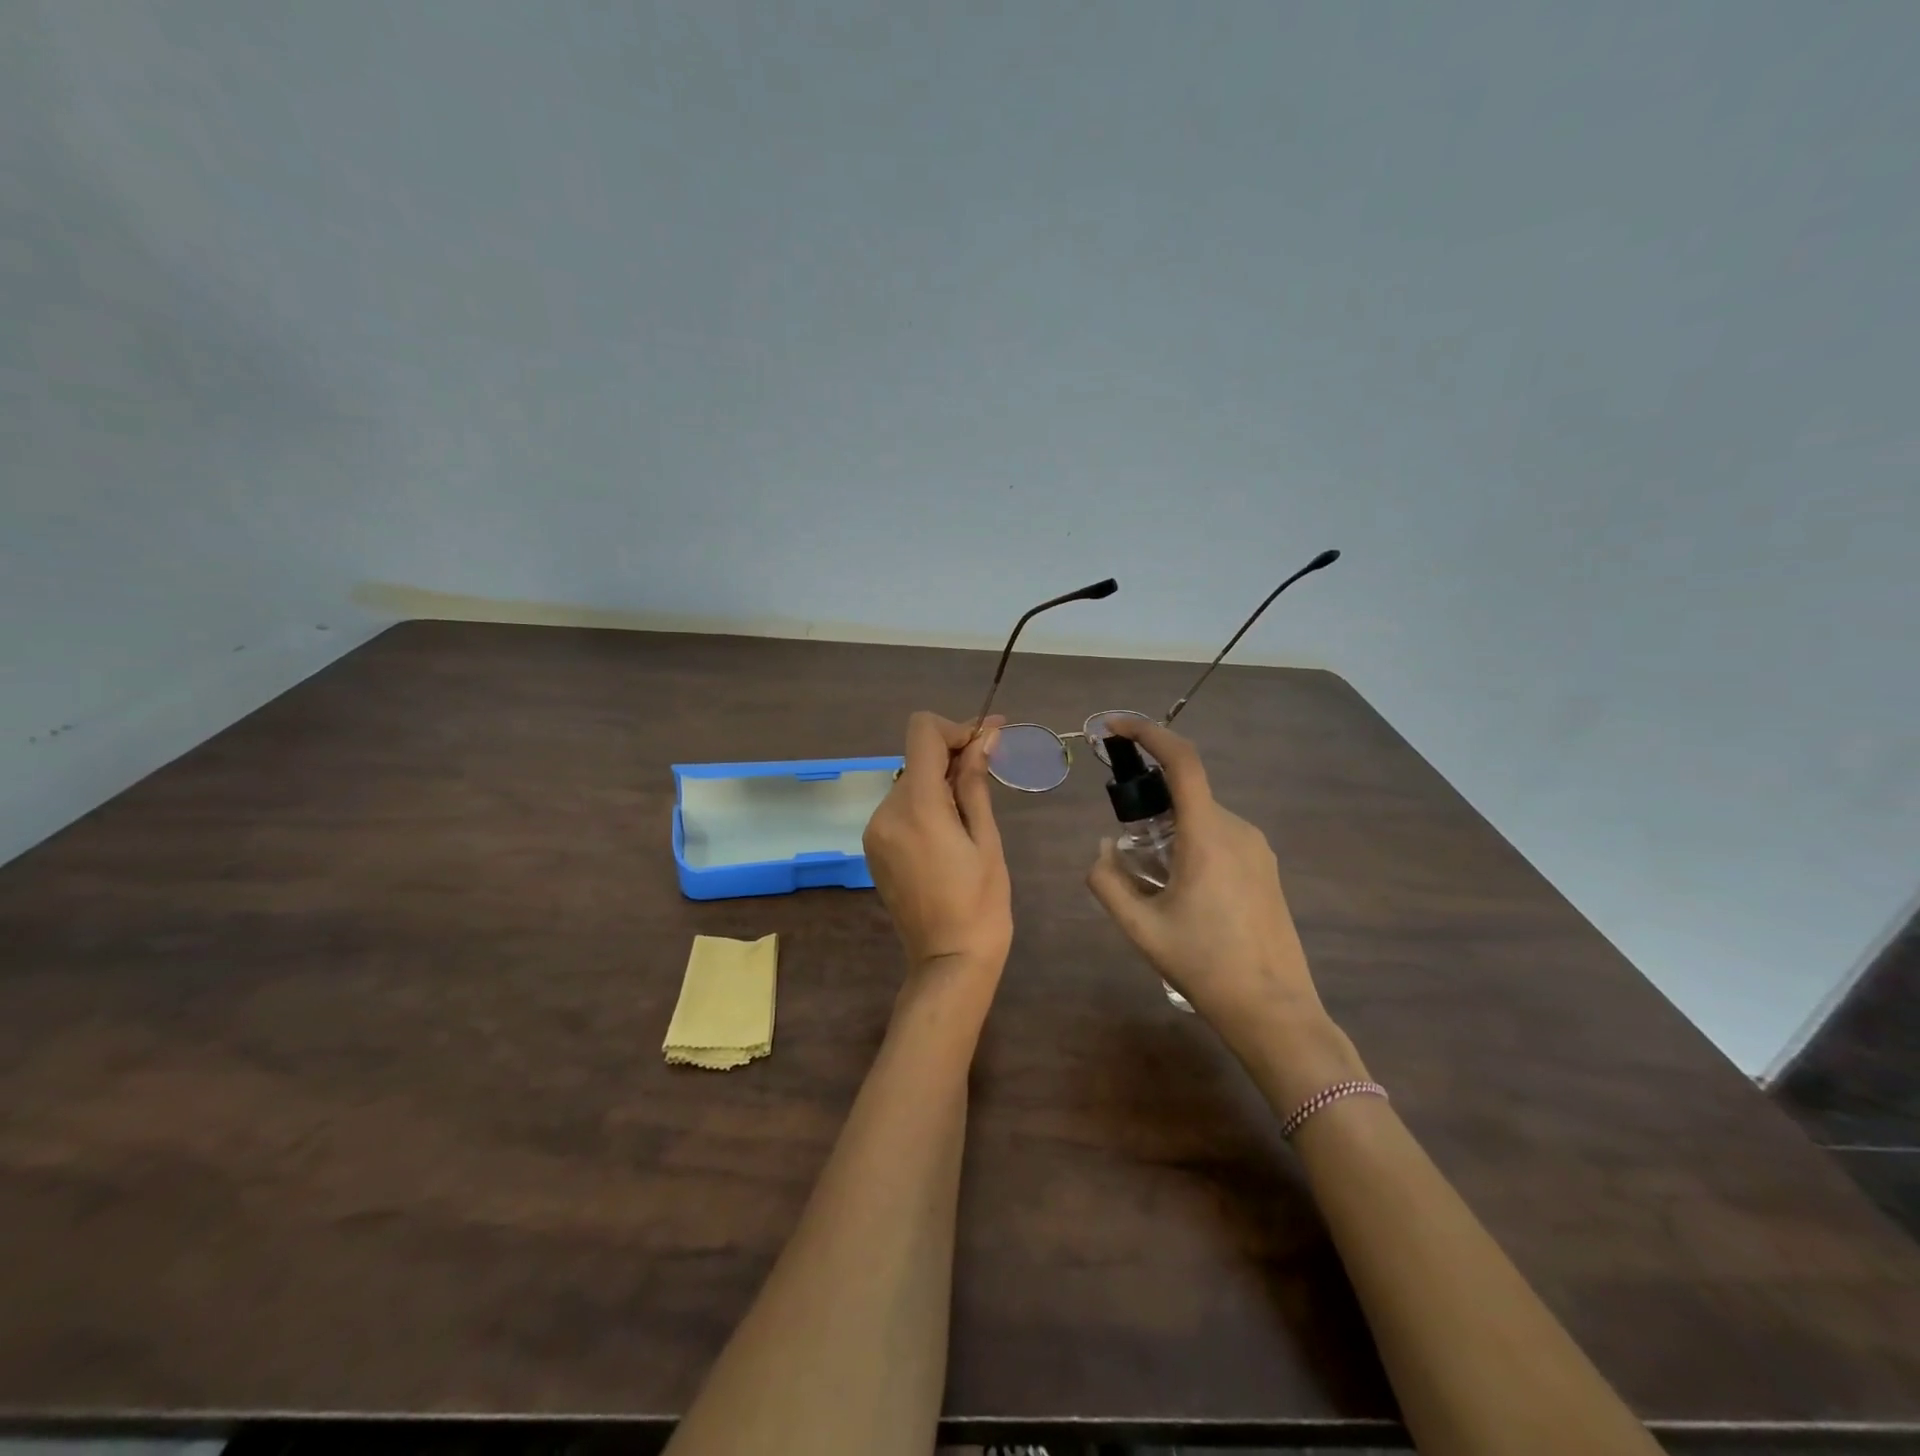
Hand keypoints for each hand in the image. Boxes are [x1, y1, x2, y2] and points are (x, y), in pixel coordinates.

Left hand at [863, 712, 1012, 997]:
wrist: (949, 961)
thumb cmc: (981, 903)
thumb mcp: (986, 839)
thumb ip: (975, 783)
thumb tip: (983, 737)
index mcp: (917, 807)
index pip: (922, 733)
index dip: (955, 727)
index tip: (985, 741)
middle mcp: (886, 811)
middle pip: (917, 757)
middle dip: (953, 755)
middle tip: (990, 766)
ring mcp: (875, 831)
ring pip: (910, 782)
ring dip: (939, 781)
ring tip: (972, 808)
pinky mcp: (874, 847)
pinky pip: (900, 808)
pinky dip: (925, 804)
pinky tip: (949, 828)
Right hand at [1086, 717, 1329, 1046]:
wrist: (1274, 1010)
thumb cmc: (1204, 966)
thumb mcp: (1141, 928)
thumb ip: (1108, 881)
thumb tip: (1102, 849)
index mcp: (1208, 835)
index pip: (1182, 762)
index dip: (1148, 733)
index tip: (1115, 727)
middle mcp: (1238, 829)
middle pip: (1187, 793)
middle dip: (1150, 803)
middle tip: (1125, 846)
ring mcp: (1258, 848)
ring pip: (1203, 817)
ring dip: (1171, 829)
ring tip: (1153, 880)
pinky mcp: (1267, 868)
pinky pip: (1221, 836)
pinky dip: (1192, 843)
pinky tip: (1184, 891)